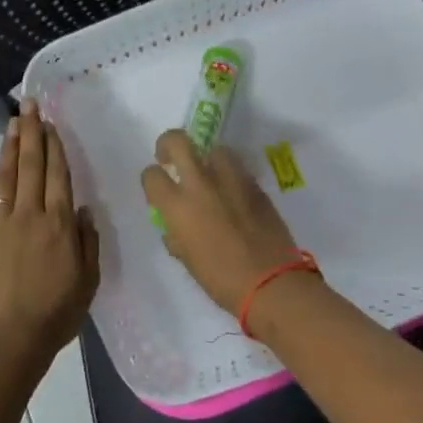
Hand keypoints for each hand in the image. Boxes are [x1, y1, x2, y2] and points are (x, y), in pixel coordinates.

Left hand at [0, 99, 99, 370]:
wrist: (8, 341)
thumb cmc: (55, 314)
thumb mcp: (88, 280)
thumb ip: (87, 241)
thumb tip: (83, 208)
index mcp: (59, 224)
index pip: (57, 175)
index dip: (54, 145)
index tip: (50, 121)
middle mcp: (29, 215)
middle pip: (30, 167)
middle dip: (31, 133)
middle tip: (28, 104)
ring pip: (3, 178)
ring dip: (7, 148)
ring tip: (11, 123)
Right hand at [141, 130, 304, 319]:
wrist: (271, 282)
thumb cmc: (221, 280)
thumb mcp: (188, 261)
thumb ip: (176, 236)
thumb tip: (175, 228)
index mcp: (178, 206)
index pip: (152, 175)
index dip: (151, 178)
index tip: (156, 186)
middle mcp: (201, 184)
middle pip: (179, 141)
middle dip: (169, 144)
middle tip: (170, 157)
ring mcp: (231, 180)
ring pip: (214, 149)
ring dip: (206, 158)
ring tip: (209, 175)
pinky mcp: (256, 185)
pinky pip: (237, 169)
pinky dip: (230, 175)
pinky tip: (233, 194)